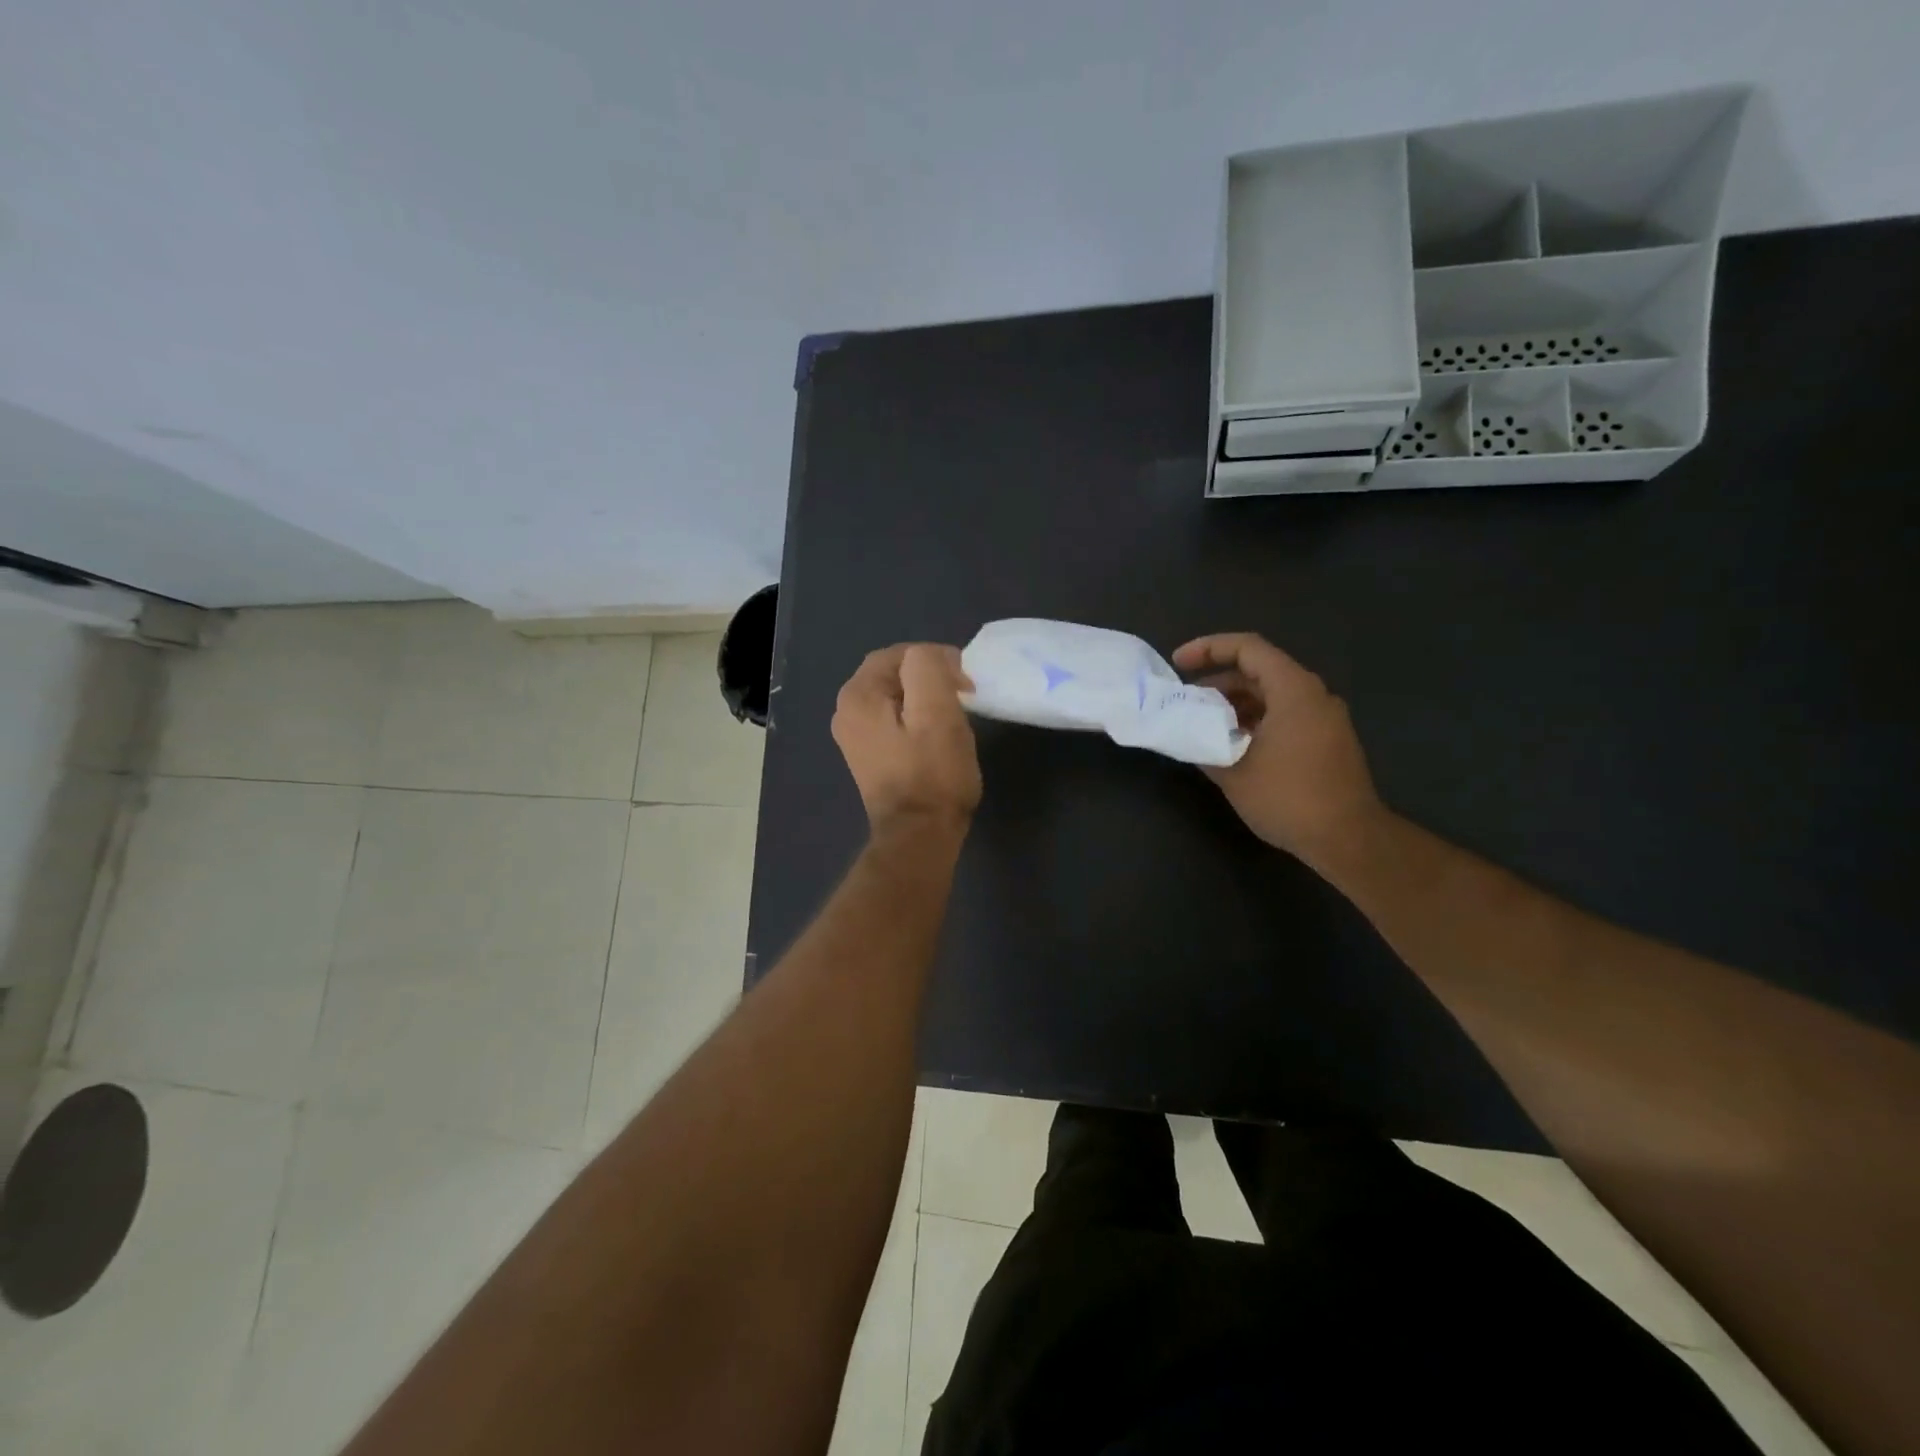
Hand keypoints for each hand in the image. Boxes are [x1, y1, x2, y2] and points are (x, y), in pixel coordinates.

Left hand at [832, 644, 981, 834]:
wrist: (919, 836)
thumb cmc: (933, 774)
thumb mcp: (938, 712)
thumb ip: (929, 668)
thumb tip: (933, 659)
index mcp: (858, 695)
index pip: (900, 654)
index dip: (936, 660)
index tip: (965, 682)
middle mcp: (847, 712)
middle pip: (894, 675)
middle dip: (931, 679)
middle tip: (963, 696)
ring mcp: (855, 737)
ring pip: (896, 698)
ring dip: (925, 700)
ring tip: (954, 717)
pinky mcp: (869, 757)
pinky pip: (893, 722)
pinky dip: (916, 720)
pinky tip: (937, 737)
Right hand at [1172, 633, 1384, 868]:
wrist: (1348, 840)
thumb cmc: (1289, 799)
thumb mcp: (1233, 773)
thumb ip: (1204, 745)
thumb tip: (1185, 735)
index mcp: (1293, 690)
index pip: (1247, 648)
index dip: (1208, 648)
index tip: (1177, 665)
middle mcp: (1314, 695)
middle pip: (1259, 670)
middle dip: (1218, 681)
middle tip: (1186, 701)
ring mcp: (1325, 718)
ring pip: (1273, 695)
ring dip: (1235, 704)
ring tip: (1203, 724)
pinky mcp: (1328, 741)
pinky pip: (1286, 715)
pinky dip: (1256, 720)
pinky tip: (1233, 745)